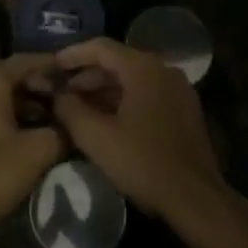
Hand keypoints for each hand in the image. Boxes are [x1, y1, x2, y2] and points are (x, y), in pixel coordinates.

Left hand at [0, 55, 66, 232]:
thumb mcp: (38, 152)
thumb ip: (60, 132)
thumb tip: (70, 126)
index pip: (22, 61)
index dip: (47, 64)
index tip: (67, 71)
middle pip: (6, 76)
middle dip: (34, 83)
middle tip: (58, 97)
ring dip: (20, 101)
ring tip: (45, 118)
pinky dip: (4, 114)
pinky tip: (20, 134)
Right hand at [51, 38, 229, 223]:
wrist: (196, 199)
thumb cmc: (143, 162)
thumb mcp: (96, 137)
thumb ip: (70, 110)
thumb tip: (57, 95)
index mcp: (144, 69)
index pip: (101, 47)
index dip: (72, 54)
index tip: (52, 66)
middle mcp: (164, 70)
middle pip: (117, 63)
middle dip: (87, 77)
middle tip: (62, 94)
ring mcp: (178, 90)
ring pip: (132, 80)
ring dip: (104, 91)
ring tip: (79, 110)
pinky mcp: (185, 110)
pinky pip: (147, 94)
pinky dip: (124, 101)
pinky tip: (107, 122)